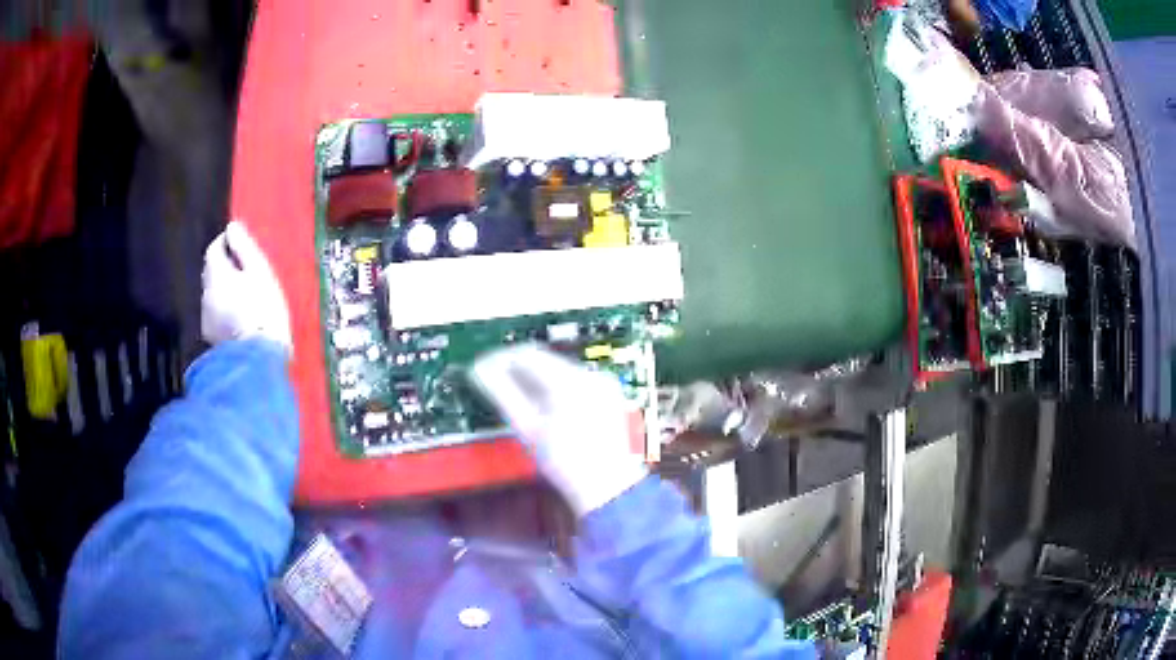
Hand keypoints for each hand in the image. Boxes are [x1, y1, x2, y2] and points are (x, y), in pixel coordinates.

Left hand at [201, 221, 291, 353]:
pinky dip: (225, 310)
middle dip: (225, 268)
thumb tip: (232, 227)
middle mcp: (205, 293)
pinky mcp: (211, 338)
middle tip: (247, 272)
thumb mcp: (260, 272)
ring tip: (245, 297)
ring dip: (225, 290)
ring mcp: (206, 317)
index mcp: (216, 273)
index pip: (214, 248)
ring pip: (213, 294)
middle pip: (211, 272)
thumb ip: (244, 247)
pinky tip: (240, 318)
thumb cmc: (263, 309)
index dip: (227, 244)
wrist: (258, 359)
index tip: (243, 248)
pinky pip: (216, 314)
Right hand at [471, 345, 647, 515]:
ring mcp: (602, 382)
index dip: (501, 359)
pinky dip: (555, 385)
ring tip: (516, 394)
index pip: (527, 355)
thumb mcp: (527, 428)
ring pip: (559, 367)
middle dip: (518, 368)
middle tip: (494, 379)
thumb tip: (480, 370)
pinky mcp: (607, 391)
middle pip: (545, 358)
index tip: (484, 367)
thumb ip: (501, 393)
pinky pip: (575, 378)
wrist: (606, 484)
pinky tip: (544, 402)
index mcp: (569, 382)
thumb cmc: (563, 462)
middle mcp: (589, 374)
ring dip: (536, 375)